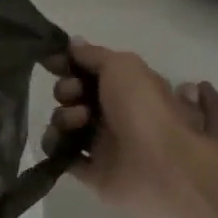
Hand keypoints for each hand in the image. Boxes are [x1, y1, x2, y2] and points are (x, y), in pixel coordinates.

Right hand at [41, 41, 217, 217]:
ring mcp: (106, 145)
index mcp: (130, 88)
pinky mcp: (94, 173)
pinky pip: (64, 155)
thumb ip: (94, 55)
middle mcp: (118, 114)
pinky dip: (56, 146)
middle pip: (77, 96)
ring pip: (68, 124)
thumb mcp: (123, 66)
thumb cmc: (146, 110)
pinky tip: (60, 142)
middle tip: (73, 94)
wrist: (162, 167)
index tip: (55, 62)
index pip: (93, 72)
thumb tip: (73, 44)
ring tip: (78, 122)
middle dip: (68, 90)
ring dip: (64, 116)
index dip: (73, 65)